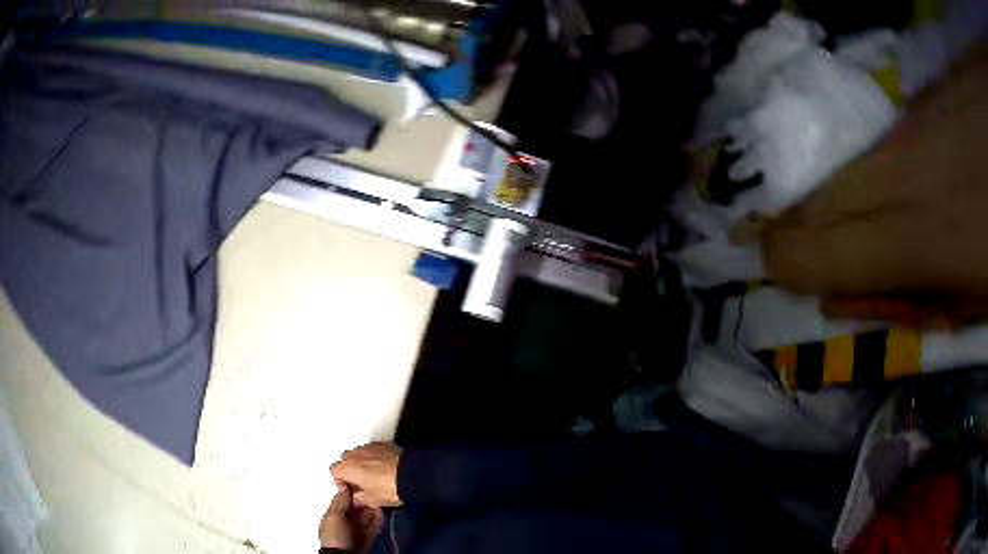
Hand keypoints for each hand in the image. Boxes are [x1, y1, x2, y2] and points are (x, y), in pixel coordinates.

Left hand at [319, 486, 383, 552]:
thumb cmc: (335, 537)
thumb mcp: (334, 516)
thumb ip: (340, 502)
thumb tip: (345, 487)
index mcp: (332, 517)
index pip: (342, 501)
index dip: (351, 493)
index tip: (361, 484)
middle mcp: (344, 523)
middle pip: (356, 509)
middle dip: (364, 501)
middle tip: (374, 492)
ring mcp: (356, 531)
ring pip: (366, 517)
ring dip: (373, 509)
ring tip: (380, 500)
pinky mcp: (368, 538)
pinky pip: (374, 526)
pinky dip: (378, 519)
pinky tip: (382, 512)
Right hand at [331, 442, 402, 507]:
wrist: (414, 474)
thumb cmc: (389, 488)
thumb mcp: (371, 500)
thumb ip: (357, 500)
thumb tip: (355, 500)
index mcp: (347, 467)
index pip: (334, 472)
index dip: (341, 483)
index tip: (351, 491)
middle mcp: (355, 453)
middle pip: (345, 461)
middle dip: (350, 471)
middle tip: (361, 485)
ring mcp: (369, 446)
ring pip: (359, 454)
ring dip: (362, 463)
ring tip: (374, 477)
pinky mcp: (384, 444)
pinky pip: (373, 450)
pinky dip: (375, 457)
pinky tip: (385, 469)